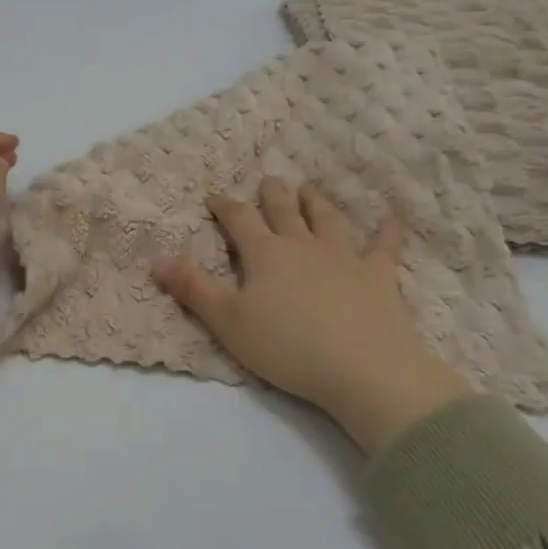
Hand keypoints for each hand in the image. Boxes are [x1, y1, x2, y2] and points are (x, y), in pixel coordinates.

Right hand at [153, 179, 470, 455]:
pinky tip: (390, 217)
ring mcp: (343, 257)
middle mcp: (302, 245)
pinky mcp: (377, 277)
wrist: (363, 368)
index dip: (225, 206)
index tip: (215, 196)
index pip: (239, 220)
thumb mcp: (228, 322)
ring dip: (316, 202)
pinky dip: (386, 231)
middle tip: (269, 180)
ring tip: (310, 188)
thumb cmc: (287, 346)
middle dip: (272, 195)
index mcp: (265, 254)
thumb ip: (193, 289)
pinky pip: (383, 247)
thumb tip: (157, 259)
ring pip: (327, 220)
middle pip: (284, 211)